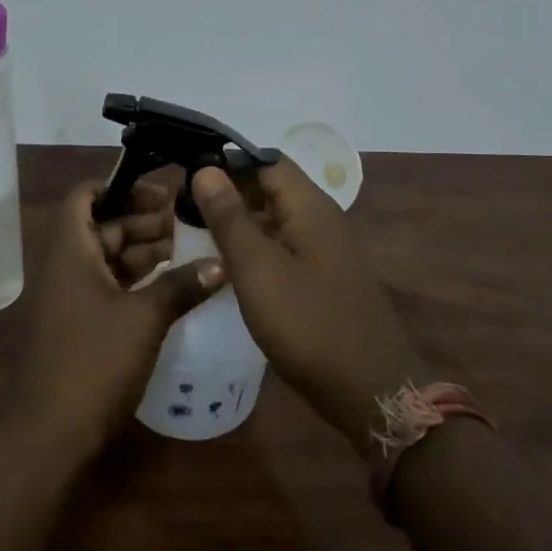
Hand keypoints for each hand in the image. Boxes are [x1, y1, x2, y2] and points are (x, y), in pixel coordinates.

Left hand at [15, 180, 224, 456]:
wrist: (50, 434)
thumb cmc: (94, 362)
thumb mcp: (144, 318)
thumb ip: (182, 285)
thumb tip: (222, 264)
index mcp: (71, 251)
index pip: (85, 196)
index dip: (119, 186)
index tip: (161, 191)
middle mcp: (67, 267)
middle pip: (103, 226)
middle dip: (143, 219)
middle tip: (188, 219)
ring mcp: (72, 298)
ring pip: (109, 258)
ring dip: (144, 250)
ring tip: (190, 247)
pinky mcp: (82, 326)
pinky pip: (111, 287)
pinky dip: (138, 280)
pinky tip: (173, 284)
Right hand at [191, 160, 424, 453]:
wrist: (369, 389)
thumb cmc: (308, 323)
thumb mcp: (258, 268)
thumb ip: (230, 218)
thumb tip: (206, 170)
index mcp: (310, 206)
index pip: (266, 161)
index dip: (227, 161)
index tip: (186, 172)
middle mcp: (322, 220)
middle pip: (272, 188)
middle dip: (230, 192)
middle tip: (183, 205)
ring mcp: (326, 251)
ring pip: (276, 220)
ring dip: (240, 222)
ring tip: (195, 232)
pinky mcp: (323, 279)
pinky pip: (284, 248)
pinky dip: (255, 248)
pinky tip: (228, 266)